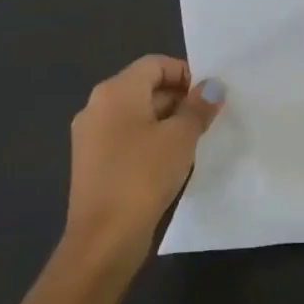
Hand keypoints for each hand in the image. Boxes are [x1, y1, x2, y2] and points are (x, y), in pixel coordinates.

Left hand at [62, 55, 224, 276]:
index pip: (156, 64)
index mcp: (115, 91)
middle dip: (179, 98)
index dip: (186, 73)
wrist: (104, 239)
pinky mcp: (92, 162)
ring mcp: (90, 136)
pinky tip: (170, 162)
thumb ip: (198, 107)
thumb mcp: (181, 137)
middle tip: (207, 119)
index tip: (209, 97)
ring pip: (136, 114)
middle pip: (145, 87)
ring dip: (166, 121)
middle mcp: (97, 106)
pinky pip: (126, 137)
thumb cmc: (143, 176)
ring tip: (194, 141)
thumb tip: (212, 86)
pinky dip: (150, 140)